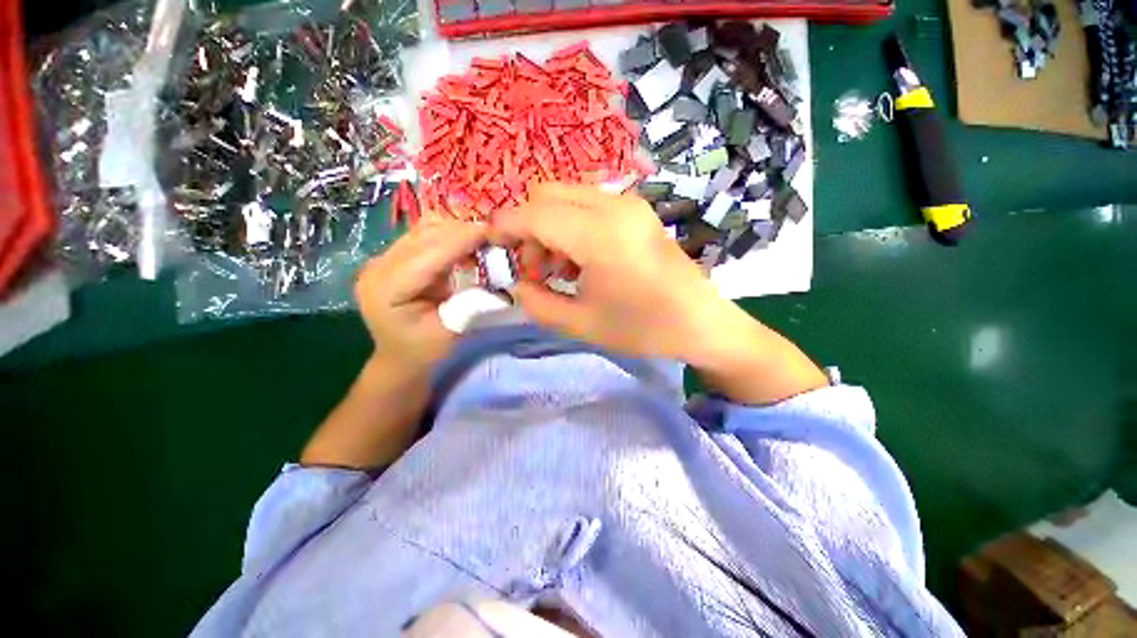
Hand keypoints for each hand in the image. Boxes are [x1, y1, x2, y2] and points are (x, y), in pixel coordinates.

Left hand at [354, 218, 486, 371]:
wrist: (400, 357)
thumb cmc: (425, 351)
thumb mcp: (451, 332)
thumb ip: (471, 302)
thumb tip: (497, 276)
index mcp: (387, 289)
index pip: (428, 253)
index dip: (461, 239)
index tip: (494, 231)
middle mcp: (378, 267)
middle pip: (424, 235)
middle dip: (462, 230)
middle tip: (496, 235)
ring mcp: (383, 259)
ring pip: (424, 229)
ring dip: (456, 230)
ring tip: (483, 240)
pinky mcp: (394, 257)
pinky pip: (424, 236)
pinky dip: (449, 235)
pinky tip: (466, 246)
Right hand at [494, 183, 826, 403]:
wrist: (700, 323)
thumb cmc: (642, 328)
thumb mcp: (580, 323)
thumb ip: (538, 302)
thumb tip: (518, 284)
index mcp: (599, 235)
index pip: (535, 214)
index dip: (505, 226)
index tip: (491, 245)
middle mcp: (614, 207)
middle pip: (548, 195)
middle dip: (528, 227)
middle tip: (533, 268)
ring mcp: (629, 205)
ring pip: (568, 197)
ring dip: (549, 226)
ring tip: (556, 269)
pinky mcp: (637, 212)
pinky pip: (590, 206)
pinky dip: (571, 225)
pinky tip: (579, 259)